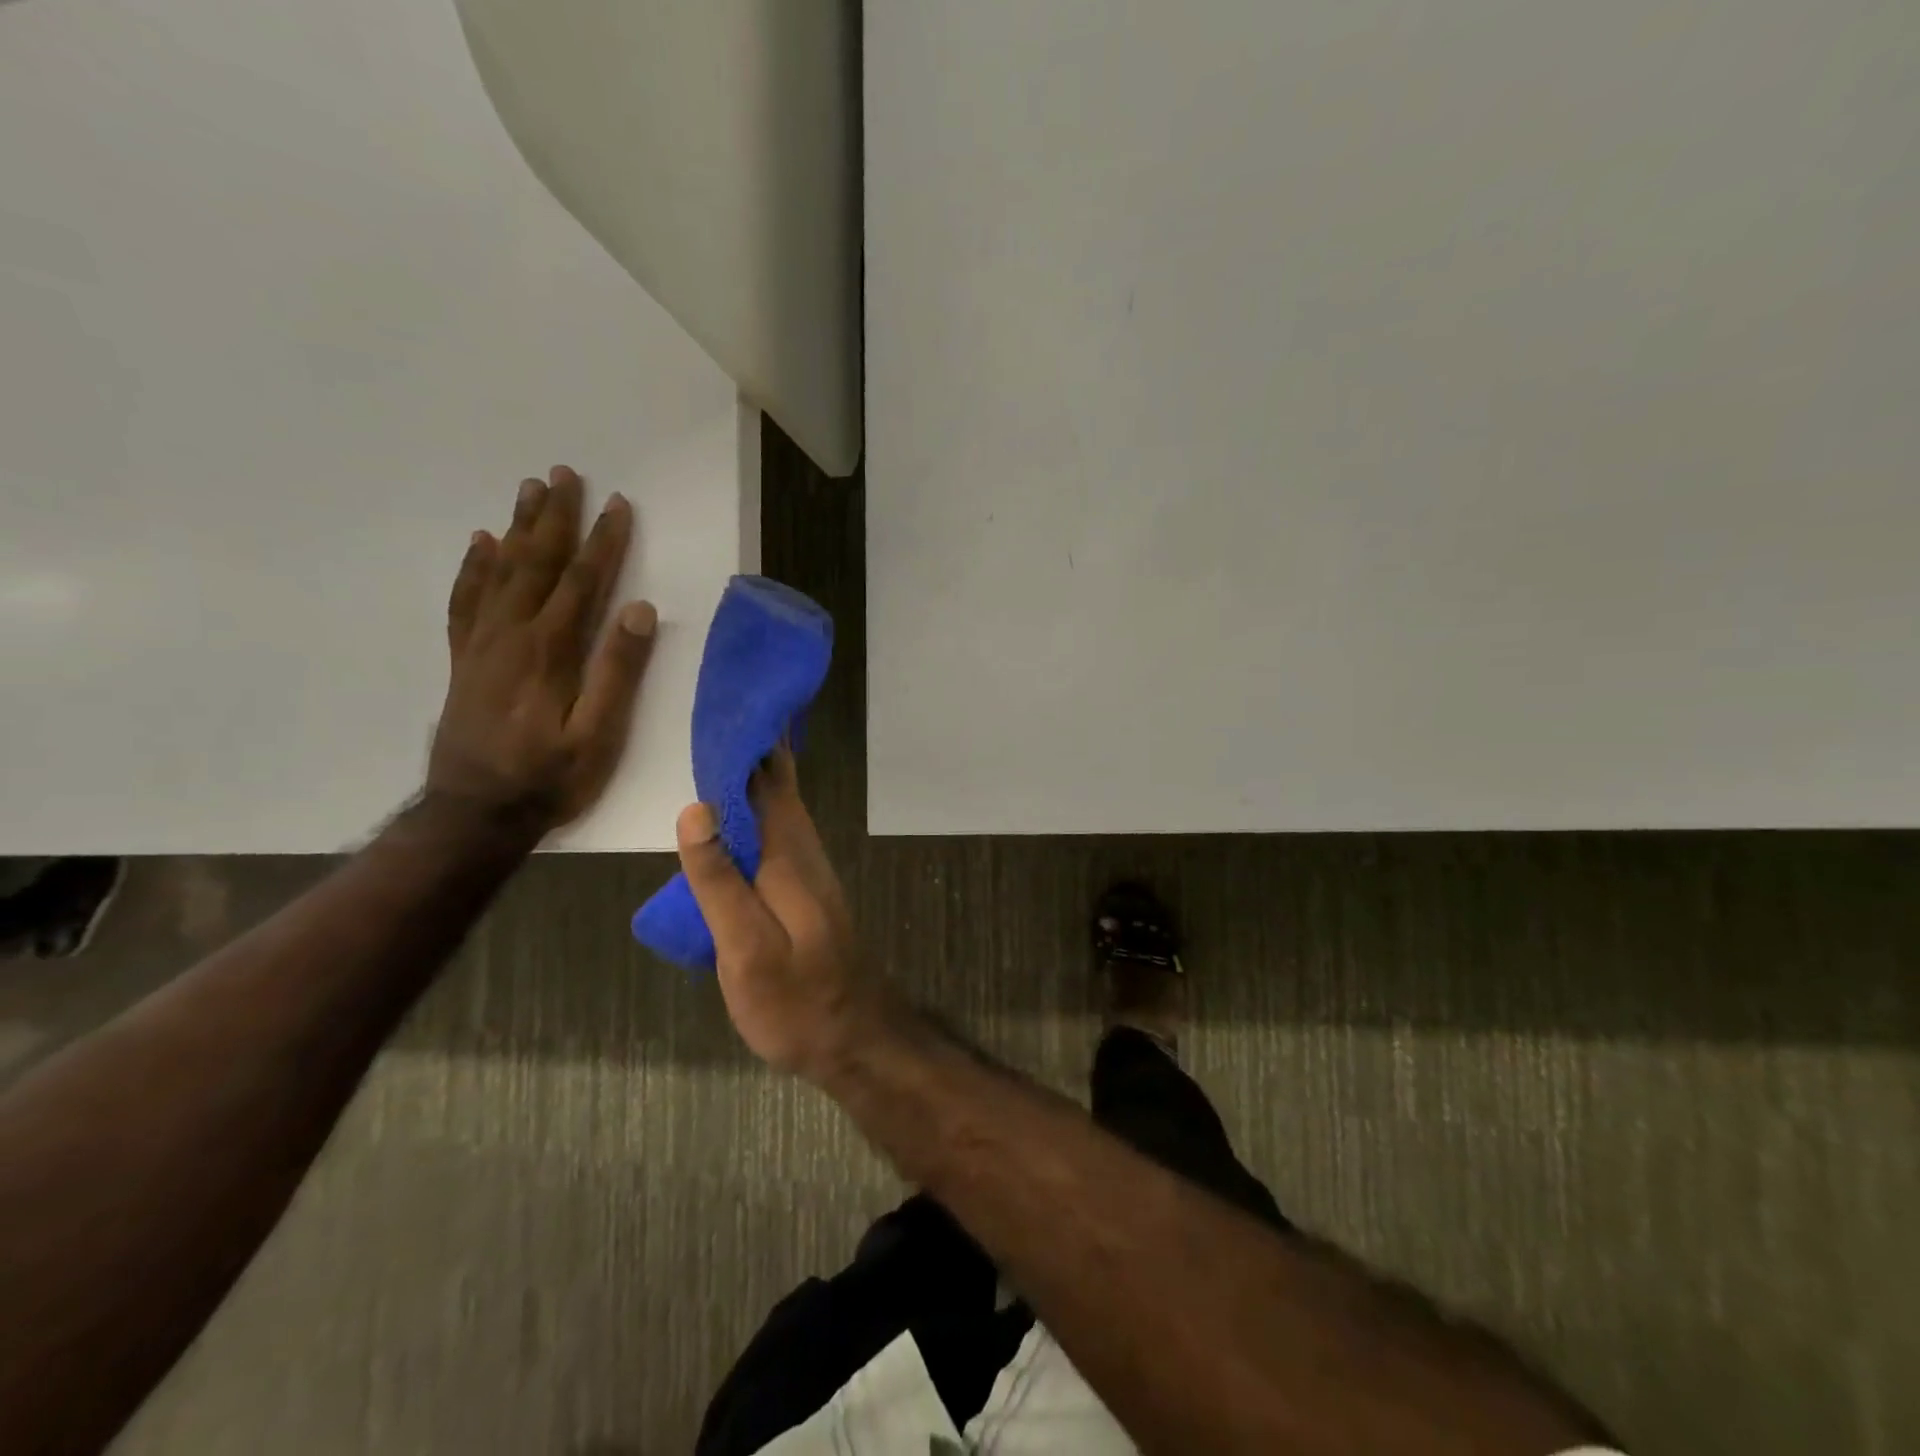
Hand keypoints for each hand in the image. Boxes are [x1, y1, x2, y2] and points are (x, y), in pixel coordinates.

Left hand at [426, 465, 656, 836]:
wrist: (474, 813)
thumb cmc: (549, 777)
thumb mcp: (598, 735)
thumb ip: (617, 672)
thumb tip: (640, 612)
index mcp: (549, 651)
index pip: (582, 582)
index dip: (603, 543)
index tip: (618, 505)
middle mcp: (511, 635)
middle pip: (536, 563)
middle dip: (555, 517)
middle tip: (564, 473)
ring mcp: (483, 644)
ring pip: (500, 571)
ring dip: (517, 528)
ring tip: (529, 489)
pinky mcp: (466, 659)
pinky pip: (467, 600)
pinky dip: (474, 567)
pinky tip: (480, 544)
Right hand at [674, 751, 879, 1078]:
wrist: (853, 1039)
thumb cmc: (796, 1001)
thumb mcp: (747, 948)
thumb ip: (721, 880)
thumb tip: (697, 808)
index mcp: (789, 858)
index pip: (768, 785)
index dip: (747, 749)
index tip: (722, 714)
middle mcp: (805, 856)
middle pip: (779, 792)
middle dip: (752, 756)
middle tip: (716, 726)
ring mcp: (809, 876)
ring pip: (782, 813)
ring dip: (757, 783)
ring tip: (720, 760)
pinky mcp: (805, 896)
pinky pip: (780, 838)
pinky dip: (759, 817)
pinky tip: (740, 823)